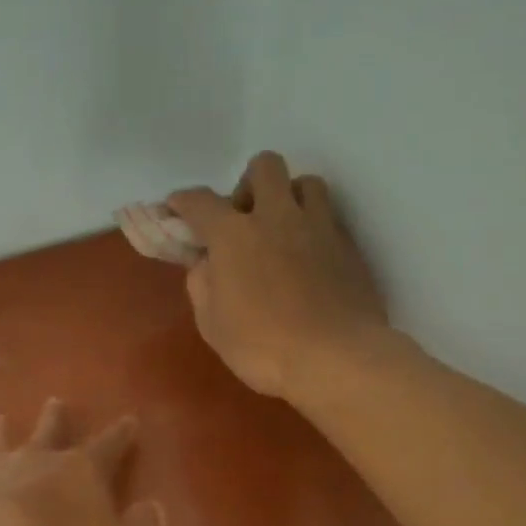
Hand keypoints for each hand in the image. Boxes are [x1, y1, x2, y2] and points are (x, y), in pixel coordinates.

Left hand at [0, 400, 165, 525]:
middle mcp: (39, 461)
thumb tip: (156, 511)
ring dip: (0, 431)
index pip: (109, 446)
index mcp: (82, 471)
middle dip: (55, 418)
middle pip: (50, 432)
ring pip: (0, 443)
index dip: (121, 434)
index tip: (129, 419)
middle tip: (55, 401)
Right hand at [168, 152, 387, 399]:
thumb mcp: (212, 324)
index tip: (177, 208)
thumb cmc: (263, 346)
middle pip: (264, 167)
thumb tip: (206, 263)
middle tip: (244, 219)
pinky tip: (310, 256)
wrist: (336, 359)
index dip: (183, 201)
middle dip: (248, 184)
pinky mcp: (348, 245)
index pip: (200, 201)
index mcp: (234, 234)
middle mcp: (277, 217)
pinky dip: (314, 227)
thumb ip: (202, 284)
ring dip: (289, 197)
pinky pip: (329, 217)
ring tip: (283, 229)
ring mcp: (319, 227)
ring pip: (306, 182)